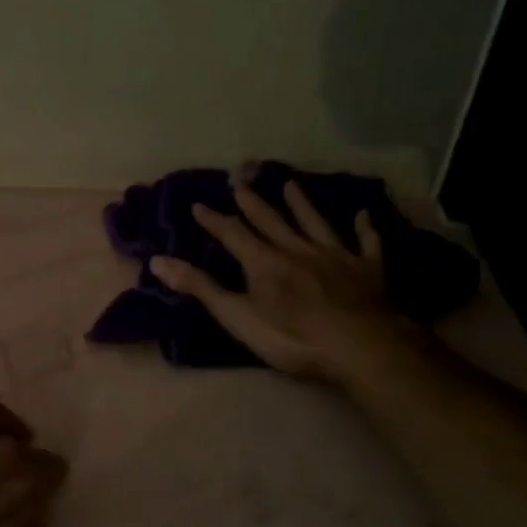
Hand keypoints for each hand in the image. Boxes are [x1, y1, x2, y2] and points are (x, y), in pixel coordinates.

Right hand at [149, 177, 415, 383]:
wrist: (359, 345)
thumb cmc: (292, 337)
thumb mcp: (237, 317)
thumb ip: (201, 288)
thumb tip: (158, 261)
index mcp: (264, 262)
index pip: (233, 234)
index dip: (215, 220)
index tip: (199, 204)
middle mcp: (298, 249)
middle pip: (272, 221)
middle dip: (253, 202)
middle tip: (241, 180)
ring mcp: (336, 256)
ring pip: (314, 223)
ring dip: (301, 204)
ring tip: (291, 185)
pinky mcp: (368, 269)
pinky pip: (365, 242)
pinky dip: (363, 228)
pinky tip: (363, 215)